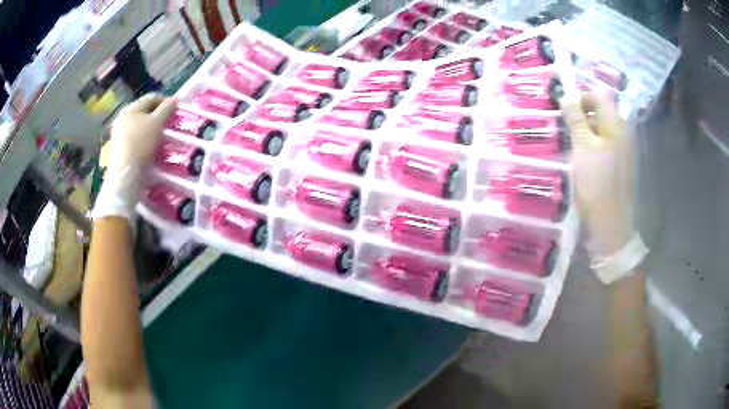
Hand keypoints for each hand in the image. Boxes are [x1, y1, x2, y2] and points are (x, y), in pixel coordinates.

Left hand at [93, 95, 177, 222]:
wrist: (125, 174)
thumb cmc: (141, 143)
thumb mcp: (157, 122)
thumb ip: (167, 108)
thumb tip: (175, 99)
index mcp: (131, 108)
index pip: (151, 98)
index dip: (166, 101)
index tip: (177, 110)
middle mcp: (122, 118)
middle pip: (144, 112)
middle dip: (158, 117)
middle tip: (170, 124)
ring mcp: (118, 135)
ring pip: (139, 127)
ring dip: (152, 130)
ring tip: (162, 138)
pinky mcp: (119, 150)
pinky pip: (135, 140)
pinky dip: (145, 141)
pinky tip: (151, 150)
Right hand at [561, 93, 633, 257]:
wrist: (609, 222)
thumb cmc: (596, 182)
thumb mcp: (582, 147)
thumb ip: (576, 119)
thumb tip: (567, 96)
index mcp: (616, 123)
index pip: (599, 95)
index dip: (581, 96)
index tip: (564, 108)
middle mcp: (621, 131)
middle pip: (600, 110)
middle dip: (581, 112)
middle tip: (563, 122)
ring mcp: (621, 148)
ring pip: (600, 127)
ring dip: (583, 128)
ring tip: (567, 137)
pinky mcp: (617, 163)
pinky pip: (602, 143)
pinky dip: (589, 142)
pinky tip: (578, 154)